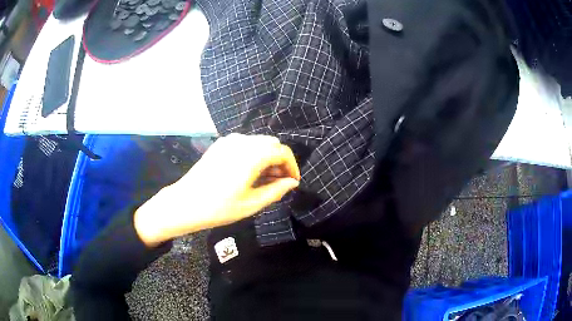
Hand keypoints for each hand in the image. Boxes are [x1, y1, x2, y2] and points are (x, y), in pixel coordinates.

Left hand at [134, 134, 300, 245]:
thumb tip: (292, 183)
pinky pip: (245, 144)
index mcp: (252, 155)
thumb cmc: (219, 207)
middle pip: (272, 144)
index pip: (283, 152)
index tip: (292, 182)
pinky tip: (248, 172)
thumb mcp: (251, 204)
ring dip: (267, 157)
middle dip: (280, 161)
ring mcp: (229, 140)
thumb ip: (276, 191)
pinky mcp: (220, 144)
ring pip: (259, 142)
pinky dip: (253, 154)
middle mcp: (242, 141)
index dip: (292, 166)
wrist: (185, 202)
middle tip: (278, 182)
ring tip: (264, 179)